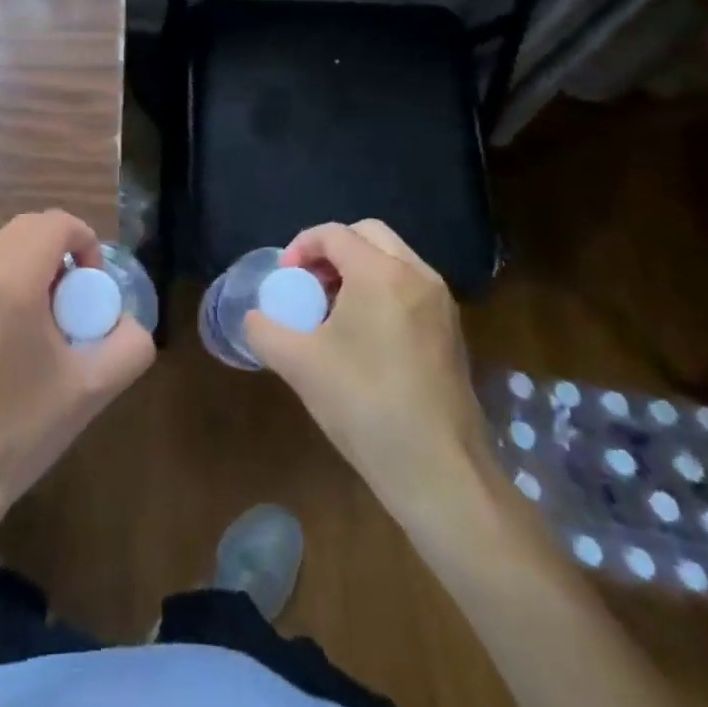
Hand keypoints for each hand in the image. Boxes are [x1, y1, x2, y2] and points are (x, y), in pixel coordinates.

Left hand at [0, 209, 154, 534]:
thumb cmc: (18, 436)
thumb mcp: (91, 391)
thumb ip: (130, 344)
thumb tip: (129, 320)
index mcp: (9, 282)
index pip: (55, 223)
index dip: (84, 240)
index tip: (90, 285)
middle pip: (22, 232)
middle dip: (54, 254)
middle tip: (66, 304)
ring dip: (20, 273)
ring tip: (28, 329)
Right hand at [245, 219, 496, 520]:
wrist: (439, 472)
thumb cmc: (364, 405)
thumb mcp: (299, 365)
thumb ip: (265, 330)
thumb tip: (255, 318)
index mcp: (380, 273)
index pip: (334, 234)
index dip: (301, 246)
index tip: (284, 277)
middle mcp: (417, 275)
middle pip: (368, 234)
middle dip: (332, 250)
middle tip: (309, 283)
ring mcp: (441, 303)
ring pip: (393, 259)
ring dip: (358, 269)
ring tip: (333, 310)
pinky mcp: (453, 331)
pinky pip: (410, 287)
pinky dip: (382, 290)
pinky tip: (365, 336)